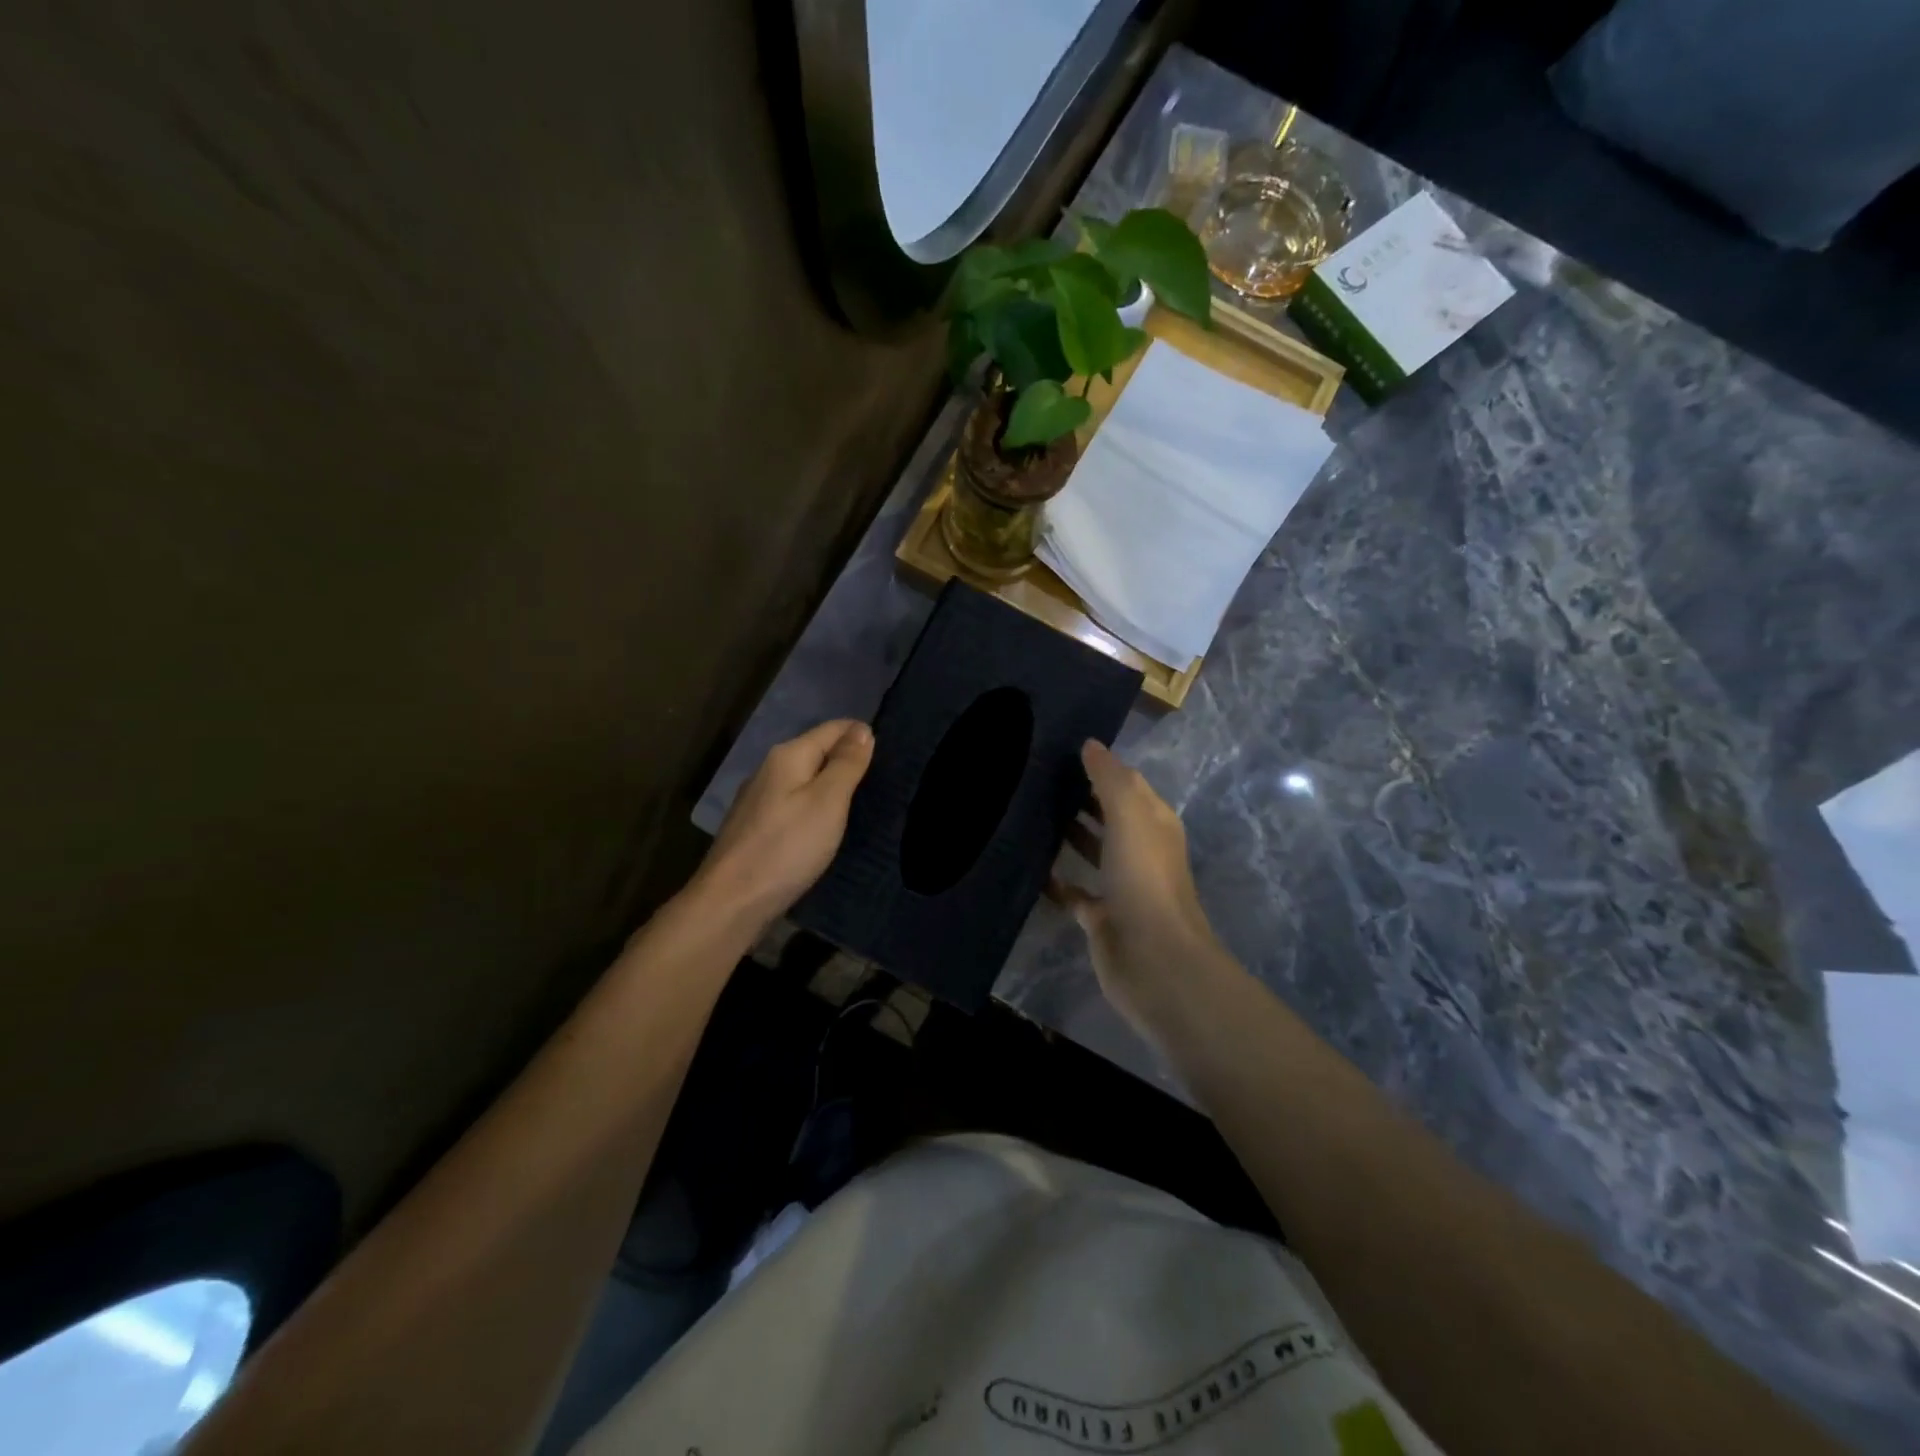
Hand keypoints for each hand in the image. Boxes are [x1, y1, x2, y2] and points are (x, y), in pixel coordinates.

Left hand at [696, 720, 873, 929]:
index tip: (890, 751)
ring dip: (830, 784)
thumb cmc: (787, 847)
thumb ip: (846, 764)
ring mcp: (757, 800)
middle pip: (815, 751)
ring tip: (859, 800)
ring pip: (803, 779)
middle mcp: (769, 770)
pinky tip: (824, 824)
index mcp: (787, 756)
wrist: (731, 902)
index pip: (832, 729)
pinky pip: (793, 803)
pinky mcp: (754, 828)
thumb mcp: (827, 802)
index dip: (861, 735)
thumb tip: (862, 729)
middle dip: (846, 758)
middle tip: (881, 777)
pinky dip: (813, 806)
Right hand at [1049, 740, 1223, 1033]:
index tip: (1062, 750)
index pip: (1128, 785)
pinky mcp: (1100, 917)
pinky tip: (1030, 866)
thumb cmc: (1144, 879)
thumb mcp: (1130, 816)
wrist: (1153, 958)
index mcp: (1154, 824)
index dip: (1101, 767)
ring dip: (1070, 834)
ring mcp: (1121, 886)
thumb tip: (1090, 744)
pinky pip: (1074, 891)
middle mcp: (1140, 851)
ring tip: (1030, 813)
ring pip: (1093, 852)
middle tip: (1037, 778)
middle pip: (1109, 816)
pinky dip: (1056, 880)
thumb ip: (1110, 779)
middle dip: (1082, 798)